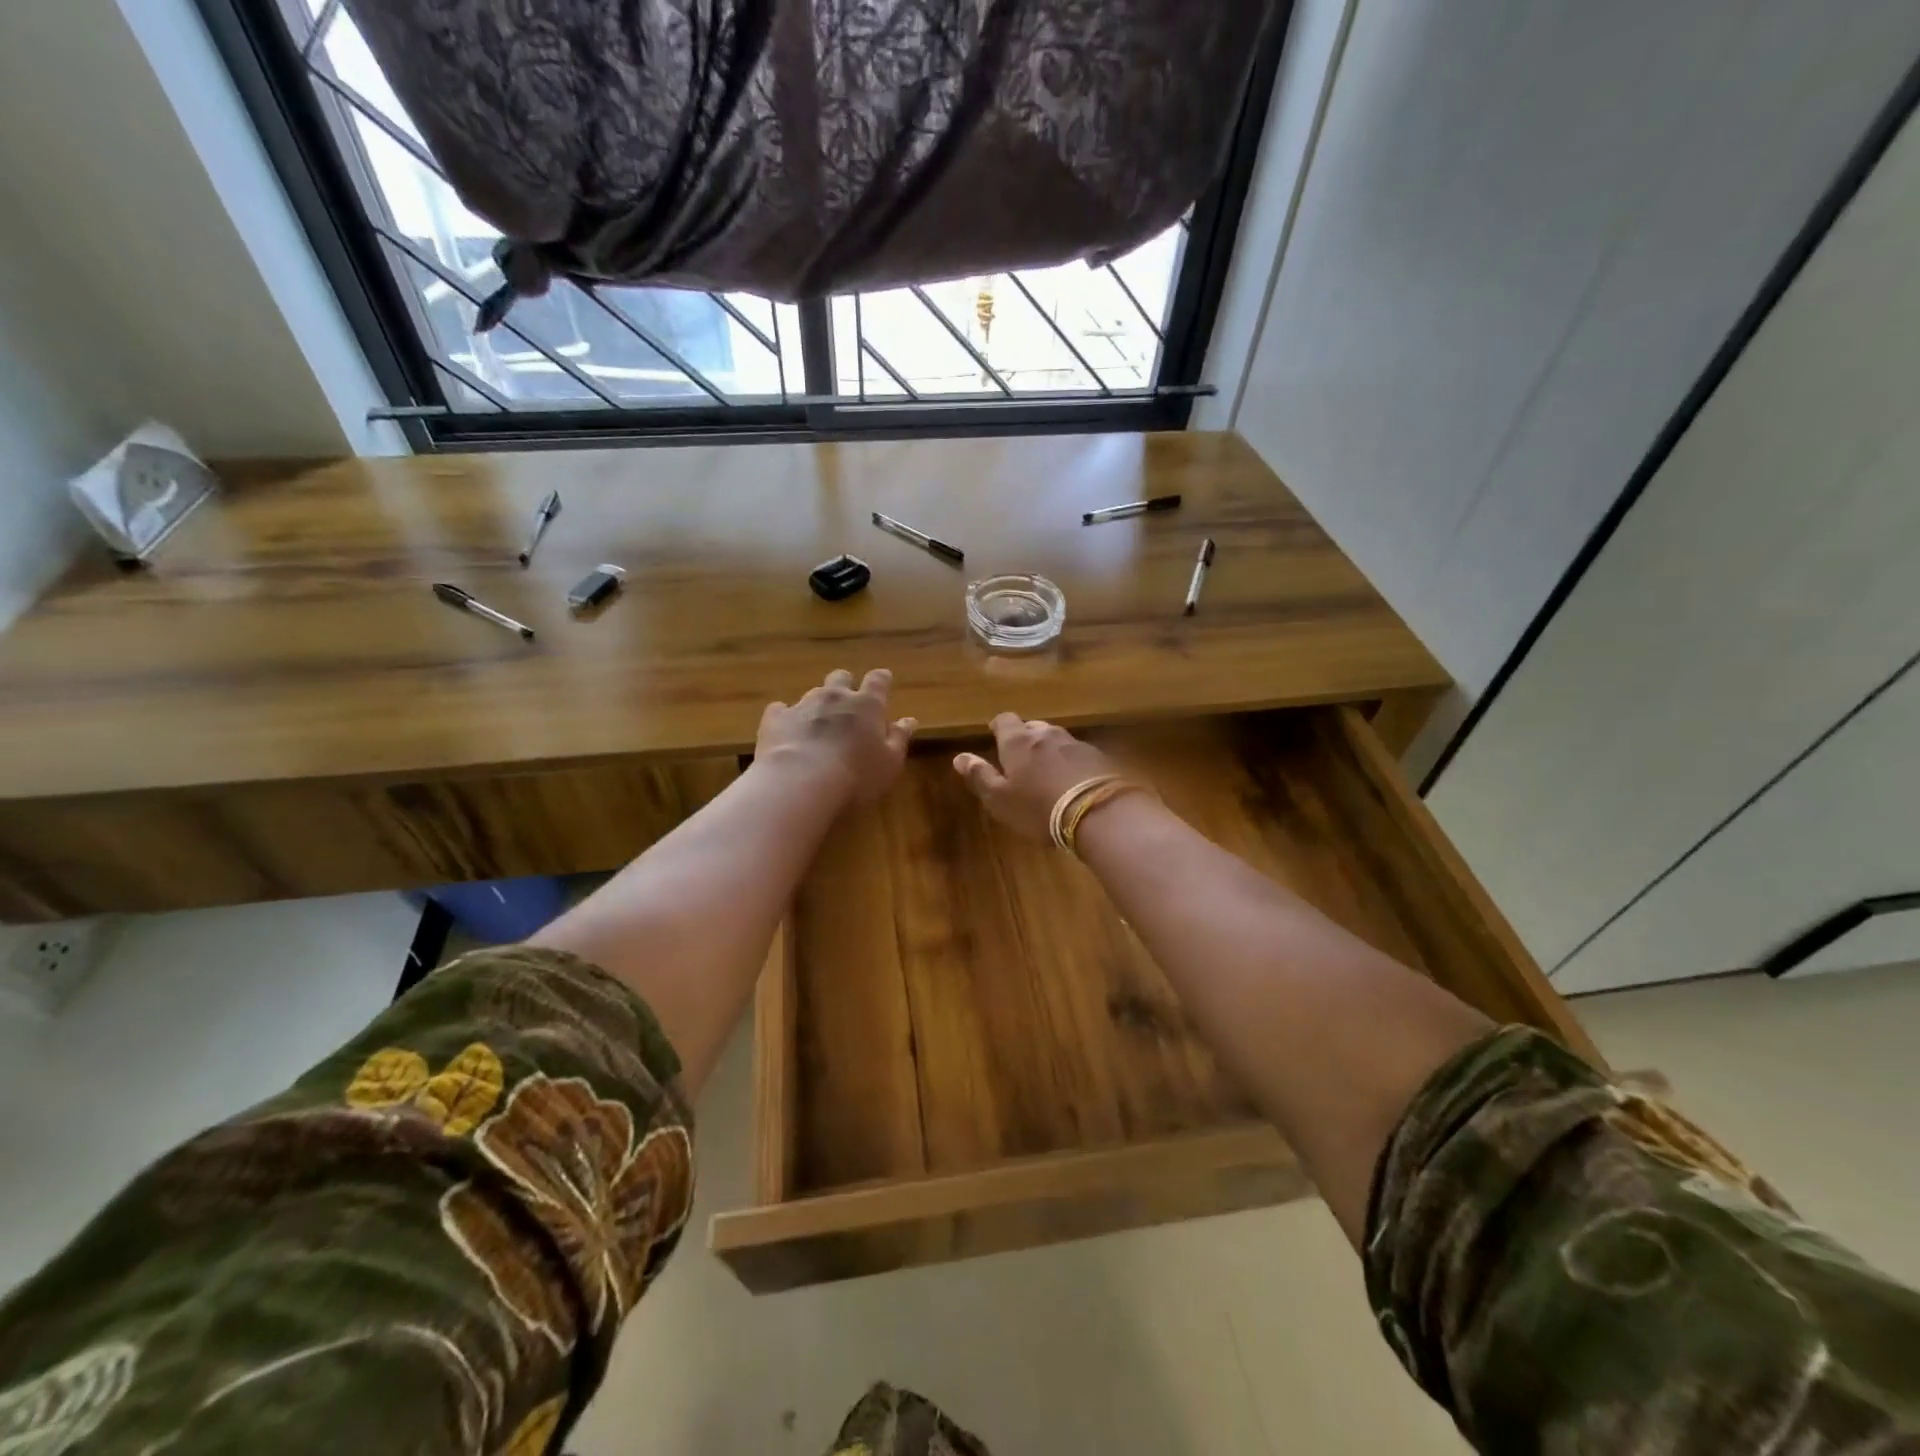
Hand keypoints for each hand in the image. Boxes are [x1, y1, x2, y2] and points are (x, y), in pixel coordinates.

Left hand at [756, 669, 915, 804]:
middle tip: (848, 704)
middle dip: (845, 685)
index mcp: (867, 705)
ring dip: (818, 705)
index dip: (881, 680)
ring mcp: (802, 705)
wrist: (800, 783)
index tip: (883, 681)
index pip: (878, 680)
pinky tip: (786, 731)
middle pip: (841, 678)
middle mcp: (835, 697)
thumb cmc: (856, 777)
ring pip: (812, 693)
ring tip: (817, 725)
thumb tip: (909, 720)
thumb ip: (899, 738)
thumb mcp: (890, 763)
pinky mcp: (775, 719)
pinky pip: (780, 709)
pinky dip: (785, 717)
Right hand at [953, 713, 1116, 839]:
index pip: (1004, 720)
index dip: (998, 727)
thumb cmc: (1038, 807)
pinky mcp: (1098, 756)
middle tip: (1020, 758)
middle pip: (1032, 727)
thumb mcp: (1000, 799)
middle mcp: (1046, 734)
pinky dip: (1070, 761)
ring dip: (1049, 749)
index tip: (995, 736)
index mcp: (1017, 742)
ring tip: (1046, 769)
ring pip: (1056, 738)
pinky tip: (1072, 779)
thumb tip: (959, 756)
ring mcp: (1075, 743)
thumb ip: (979, 776)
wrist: (1097, 812)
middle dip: (1025, 738)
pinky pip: (1077, 753)